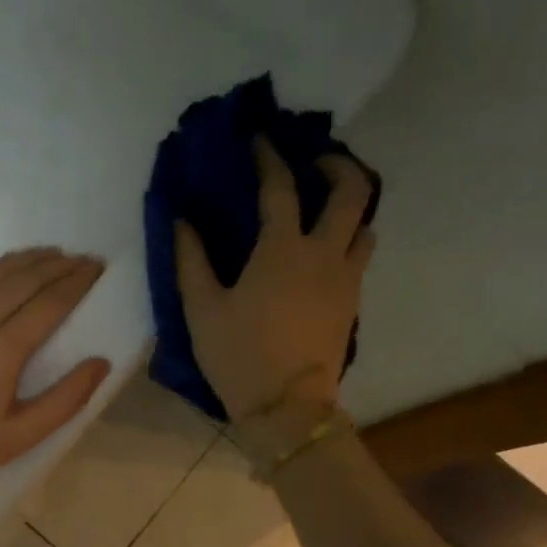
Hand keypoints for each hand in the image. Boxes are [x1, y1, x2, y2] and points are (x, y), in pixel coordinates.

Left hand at [0, 248, 111, 527]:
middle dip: (60, 265)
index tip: (99, 268)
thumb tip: (101, 362)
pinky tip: (11, 266)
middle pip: (26, 279)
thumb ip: (66, 399)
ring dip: (30, 259)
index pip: (50, 301)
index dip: (78, 282)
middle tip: (87, 259)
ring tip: (56, 254)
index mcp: (2, 349)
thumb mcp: (20, 437)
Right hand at [175, 137, 374, 425]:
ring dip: (349, 206)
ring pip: (365, 224)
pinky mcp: (353, 302)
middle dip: (338, 165)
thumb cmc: (238, 355)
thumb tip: (181, 220)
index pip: (280, 188)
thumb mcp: (201, 308)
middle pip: (352, 192)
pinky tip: (325, 250)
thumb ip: (190, 259)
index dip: (269, 157)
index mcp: (282, 250)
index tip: (260, 138)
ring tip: (325, 206)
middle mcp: (324, 254)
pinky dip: (348, 238)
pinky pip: (360, 255)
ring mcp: (346, 278)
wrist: (288, 407)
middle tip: (314, 161)